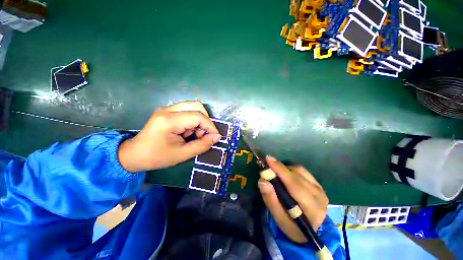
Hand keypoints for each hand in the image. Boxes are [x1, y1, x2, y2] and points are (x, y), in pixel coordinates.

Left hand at [118, 101, 220, 171]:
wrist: (134, 154)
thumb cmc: (157, 157)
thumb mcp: (182, 154)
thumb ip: (202, 145)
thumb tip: (217, 137)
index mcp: (169, 120)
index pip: (198, 116)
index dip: (210, 126)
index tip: (215, 137)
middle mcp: (168, 109)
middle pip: (197, 105)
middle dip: (205, 121)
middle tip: (202, 134)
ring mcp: (167, 108)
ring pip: (193, 106)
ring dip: (199, 120)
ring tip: (193, 134)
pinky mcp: (168, 111)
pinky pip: (187, 111)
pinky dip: (193, 120)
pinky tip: (187, 132)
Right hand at [258, 156, 327, 242]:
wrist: (309, 228)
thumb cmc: (292, 225)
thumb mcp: (278, 218)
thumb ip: (270, 199)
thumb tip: (263, 180)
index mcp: (312, 210)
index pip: (295, 185)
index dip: (281, 171)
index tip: (268, 160)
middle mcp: (320, 197)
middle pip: (297, 176)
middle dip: (280, 168)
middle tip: (268, 163)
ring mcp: (320, 189)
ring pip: (300, 171)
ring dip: (285, 169)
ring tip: (276, 173)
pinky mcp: (318, 184)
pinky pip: (302, 171)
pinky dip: (291, 170)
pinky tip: (285, 174)